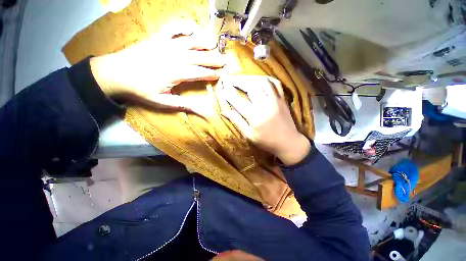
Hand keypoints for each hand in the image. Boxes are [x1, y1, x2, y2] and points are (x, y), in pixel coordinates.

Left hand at [90, 20, 224, 108]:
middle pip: (199, 57)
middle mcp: (174, 56)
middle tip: (225, 61)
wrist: (115, 73)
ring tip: (215, 43)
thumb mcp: (161, 102)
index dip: (211, 74)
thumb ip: (181, 104)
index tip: (220, 75)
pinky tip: (192, 28)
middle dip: (213, 59)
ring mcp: (166, 45)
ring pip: (190, 41)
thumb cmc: (139, 89)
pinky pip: (173, 28)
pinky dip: (184, 26)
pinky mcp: (158, 38)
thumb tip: (199, 109)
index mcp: (176, 73)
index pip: (199, 73)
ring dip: (204, 42)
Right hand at [220, 76, 310, 165]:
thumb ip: (237, 121)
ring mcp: (276, 100)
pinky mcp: (282, 99)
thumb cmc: (267, 141)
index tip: (222, 90)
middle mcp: (265, 105)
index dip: (229, 95)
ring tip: (242, 79)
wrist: (289, 142)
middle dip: (238, 81)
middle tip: (230, 79)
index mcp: (255, 117)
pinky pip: (275, 83)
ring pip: (262, 81)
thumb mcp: (249, 135)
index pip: (238, 101)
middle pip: (251, 87)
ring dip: (250, 78)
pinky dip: (266, 78)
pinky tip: (259, 79)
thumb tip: (224, 111)